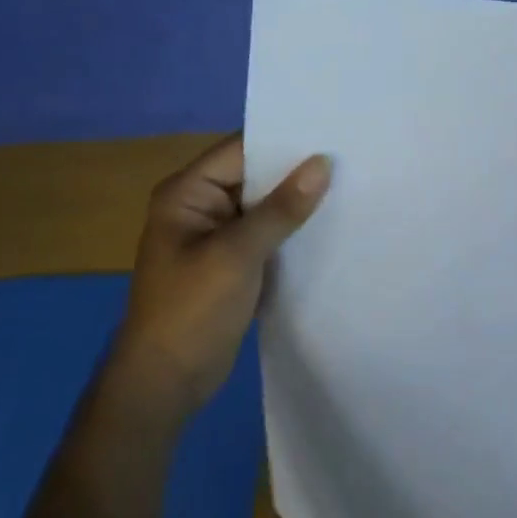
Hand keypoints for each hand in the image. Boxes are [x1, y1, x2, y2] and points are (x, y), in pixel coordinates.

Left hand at [106, 135, 330, 423]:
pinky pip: (270, 230)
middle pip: (257, 173)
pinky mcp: (234, 259)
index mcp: (188, 192)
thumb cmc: (190, 312)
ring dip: (300, 199)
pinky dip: (294, 226)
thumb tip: (323, 163)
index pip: (243, 149)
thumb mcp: (237, 255)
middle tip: (351, 154)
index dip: (285, 140)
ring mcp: (218, 233)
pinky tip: (332, 221)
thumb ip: (281, 209)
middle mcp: (202, 204)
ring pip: (267, 203)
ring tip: (351, 182)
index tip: (332, 131)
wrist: (165, 386)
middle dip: (298, 169)